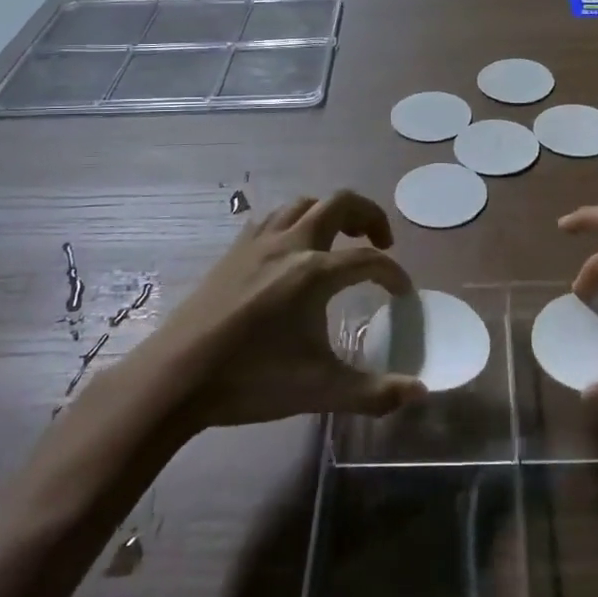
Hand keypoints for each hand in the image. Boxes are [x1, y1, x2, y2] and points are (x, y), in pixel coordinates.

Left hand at [157, 191, 426, 428]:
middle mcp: (291, 244)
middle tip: (380, 243)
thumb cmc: (251, 380)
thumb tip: (421, 393)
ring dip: (331, 213)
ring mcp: (258, 242)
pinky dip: (296, 220)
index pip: (369, 260)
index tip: (403, 293)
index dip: (393, 274)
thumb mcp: (319, 390)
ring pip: (305, 203)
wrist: (176, 377)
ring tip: (341, 240)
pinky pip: (274, 216)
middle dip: (369, 216)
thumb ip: (374, 392)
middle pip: (340, 203)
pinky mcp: (235, 250)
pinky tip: (293, 249)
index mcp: (314, 272)